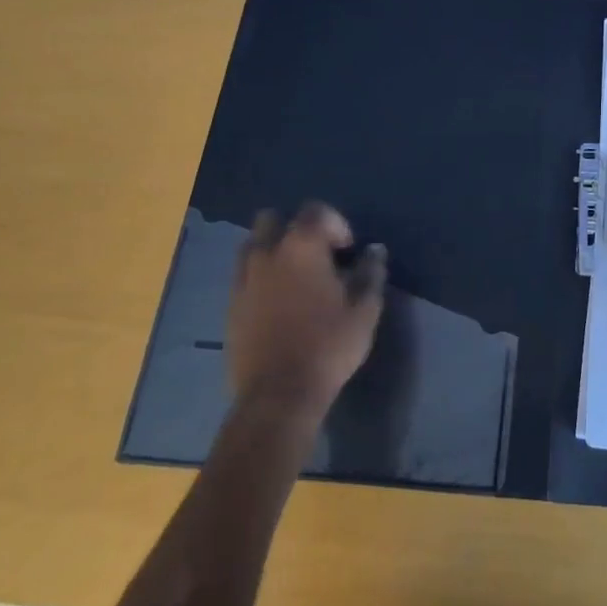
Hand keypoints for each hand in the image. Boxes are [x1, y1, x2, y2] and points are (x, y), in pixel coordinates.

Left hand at [228, 203, 385, 421]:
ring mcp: (244, 279)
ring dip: (273, 250)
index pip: (316, 211)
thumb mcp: (364, 309)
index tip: (348, 251)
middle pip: (273, 219)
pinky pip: (244, 275)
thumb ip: (371, 273)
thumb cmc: (329, 345)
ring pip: (253, 245)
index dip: (336, 224)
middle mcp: (268, 253)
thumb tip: (375, 250)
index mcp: (302, 246)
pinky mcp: (231, 305)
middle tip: (317, 255)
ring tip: (294, 277)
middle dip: (295, 228)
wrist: (278, 394)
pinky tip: (278, 302)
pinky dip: (260, 277)